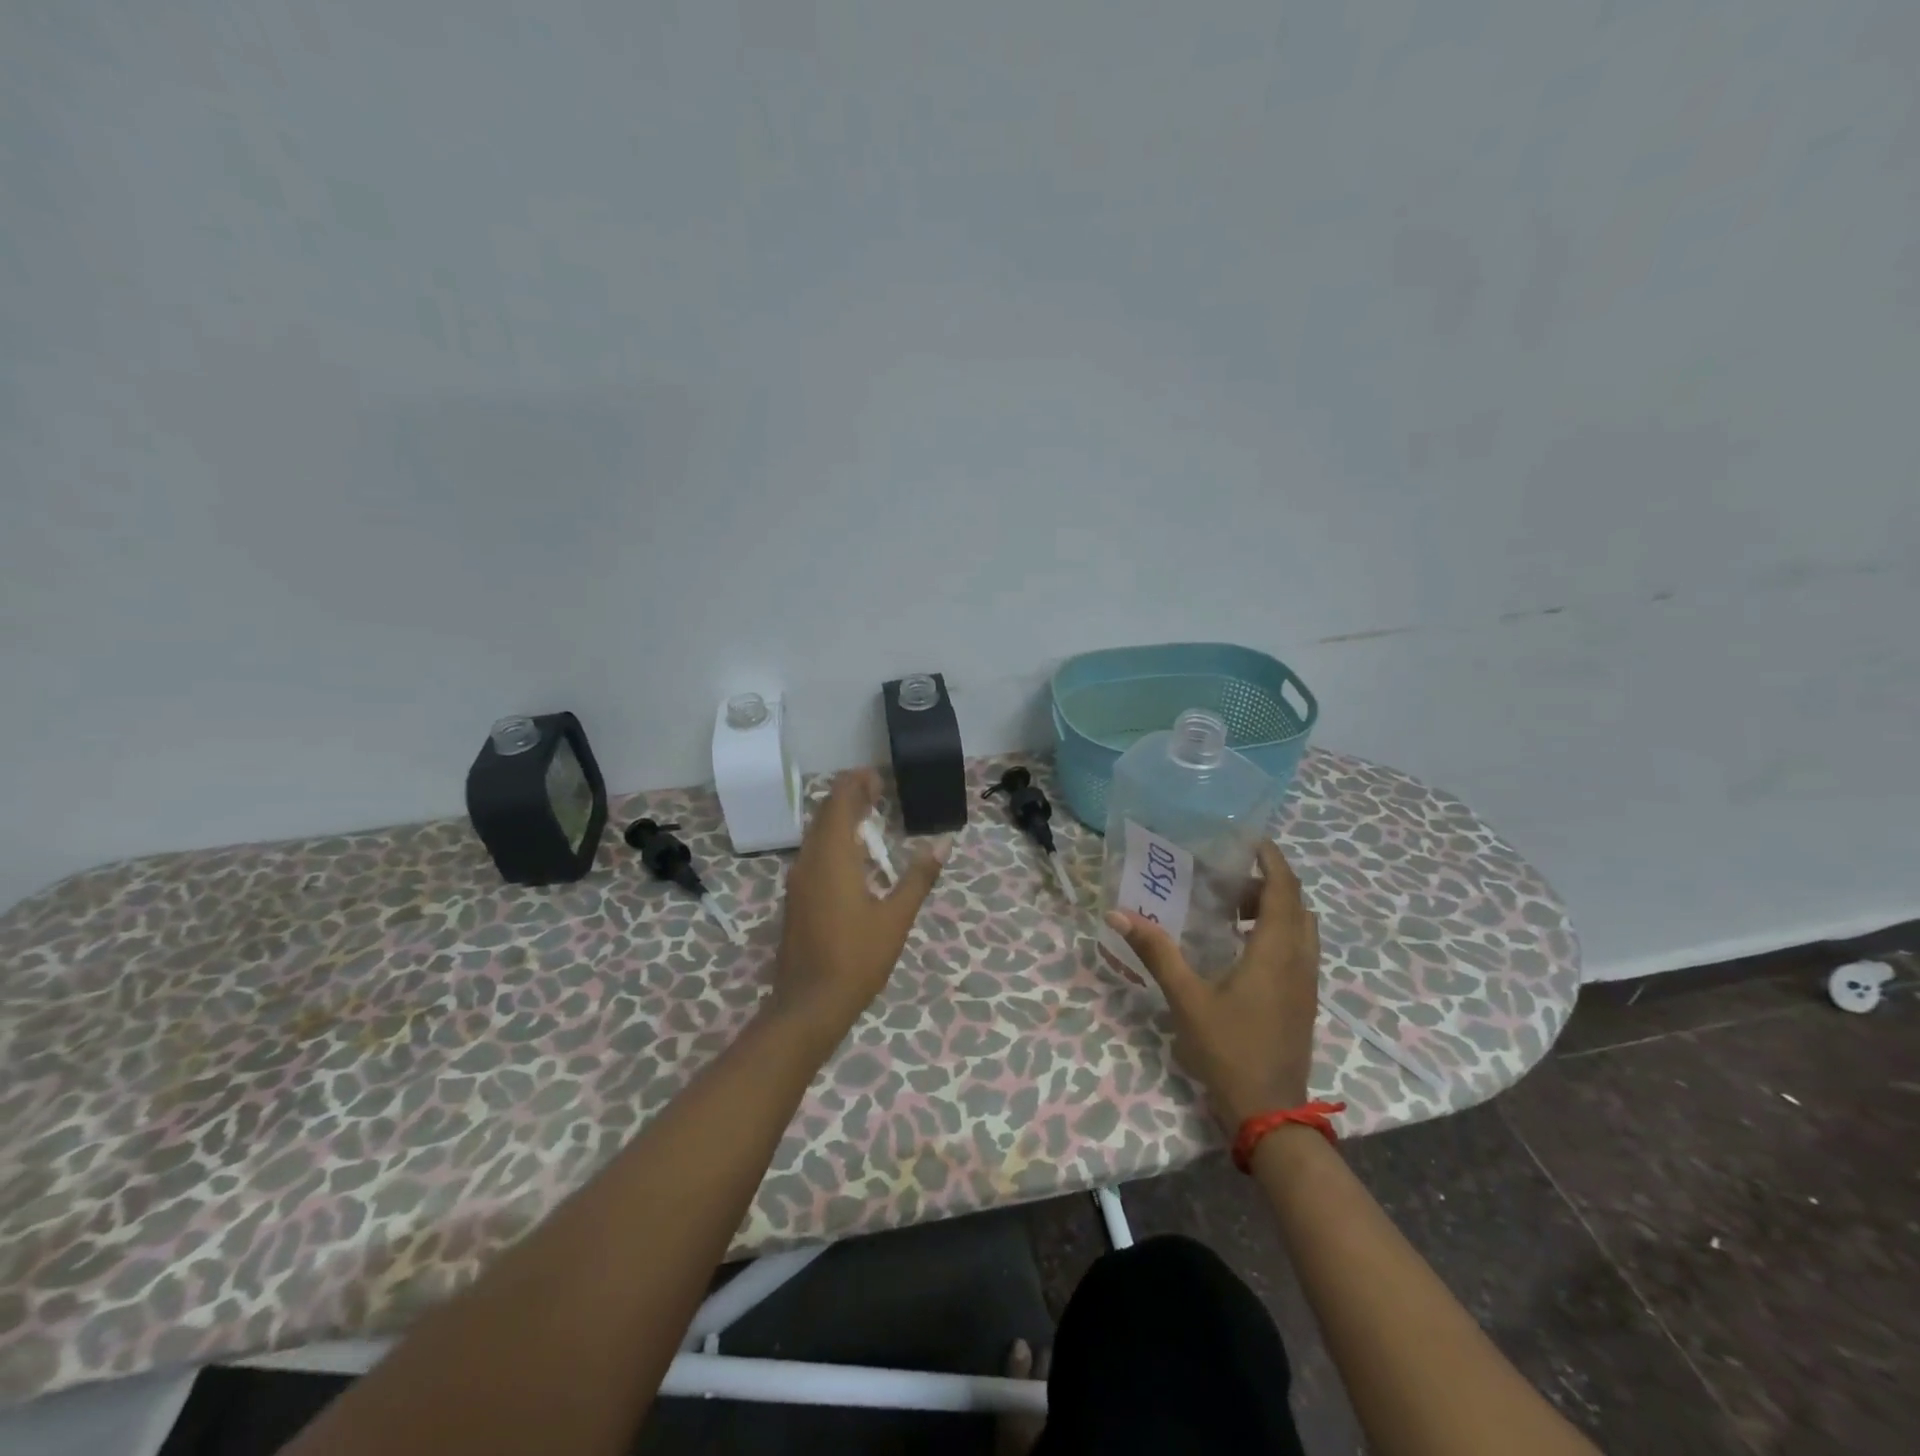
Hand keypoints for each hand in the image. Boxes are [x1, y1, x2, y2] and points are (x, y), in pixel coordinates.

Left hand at [769, 769, 948, 1049]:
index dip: (856, 784)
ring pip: (816, 835)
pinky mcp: (797, 898)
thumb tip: (943, 844)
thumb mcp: (896, 918)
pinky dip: (833, 841)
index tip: (877, 776)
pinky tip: (853, 855)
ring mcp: (798, 881)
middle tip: (877, 790)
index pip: (839, 803)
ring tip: (869, 816)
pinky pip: (813, 854)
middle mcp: (809, 861)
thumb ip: (918, 877)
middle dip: (849, 797)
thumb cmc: (856, 958)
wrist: (809, 1004)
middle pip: (824, 815)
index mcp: (832, 857)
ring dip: (840, 819)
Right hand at [1106, 841, 1320, 1130]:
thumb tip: (1119, 913)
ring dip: (1274, 908)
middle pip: (1295, 903)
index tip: (1249, 839)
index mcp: (1276, 951)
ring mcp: (1307, 982)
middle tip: (1225, 879)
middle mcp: (1300, 959)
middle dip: (1267, 882)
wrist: (1271, 1113)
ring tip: (1231, 910)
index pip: (1284, 888)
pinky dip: (1277, 932)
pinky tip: (1241, 948)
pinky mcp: (1304, 1000)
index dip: (1272, 859)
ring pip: (1301, 927)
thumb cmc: (1229, 1049)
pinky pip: (1299, 948)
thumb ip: (1156, 952)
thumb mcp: (1187, 998)